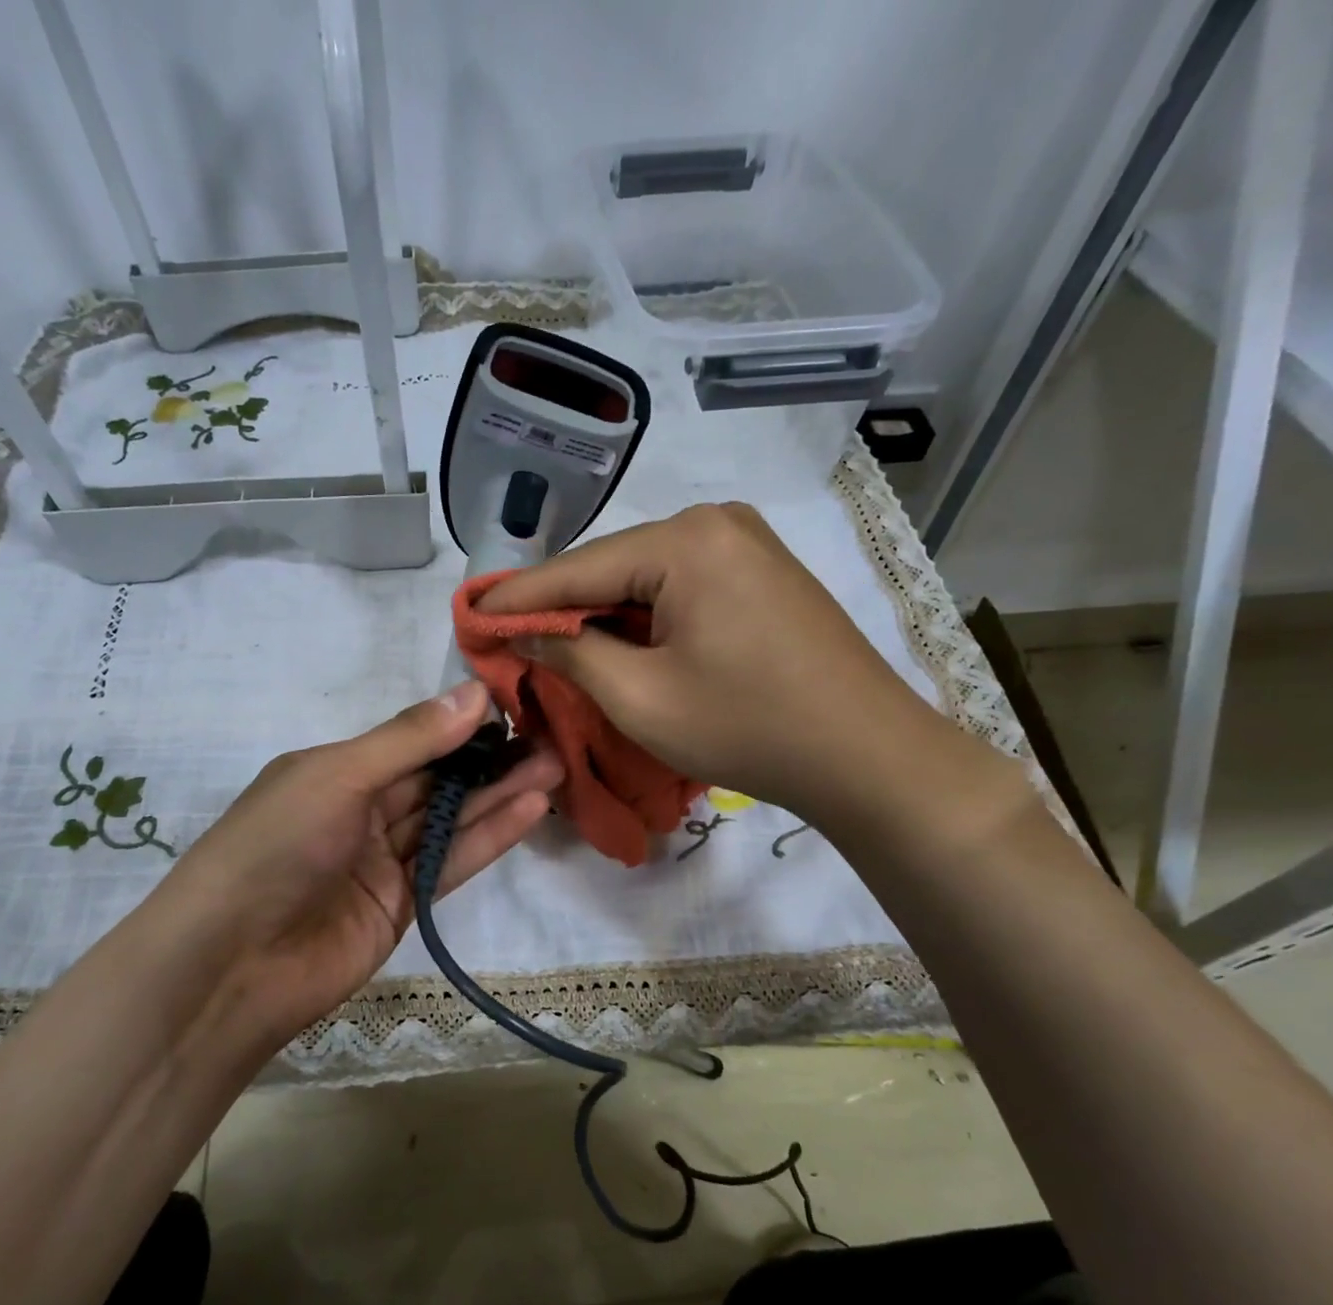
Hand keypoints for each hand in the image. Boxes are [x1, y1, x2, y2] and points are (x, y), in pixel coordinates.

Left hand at [136, 681, 561, 1057]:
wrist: (233, 965)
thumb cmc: (276, 847)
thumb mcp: (338, 776)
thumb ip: (410, 740)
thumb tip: (475, 693)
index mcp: (335, 770)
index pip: (410, 739)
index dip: (461, 723)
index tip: (516, 706)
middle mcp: (360, 809)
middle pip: (437, 778)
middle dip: (491, 759)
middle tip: (551, 739)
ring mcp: (382, 860)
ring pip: (451, 818)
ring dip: (500, 794)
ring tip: (555, 767)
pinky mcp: (404, 904)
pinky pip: (451, 861)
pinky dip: (489, 836)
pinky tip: (531, 809)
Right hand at [477, 503, 1019, 842]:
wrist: (864, 754)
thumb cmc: (747, 726)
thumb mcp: (641, 698)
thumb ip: (571, 655)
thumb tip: (524, 633)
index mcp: (685, 541)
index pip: (577, 569)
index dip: (517, 598)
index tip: (467, 615)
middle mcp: (715, 523)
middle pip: (611, 568)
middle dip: (559, 607)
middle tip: (505, 636)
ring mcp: (744, 544)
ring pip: (643, 578)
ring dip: (599, 614)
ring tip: (549, 644)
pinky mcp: (759, 572)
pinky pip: (679, 587)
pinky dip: (641, 617)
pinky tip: (615, 641)